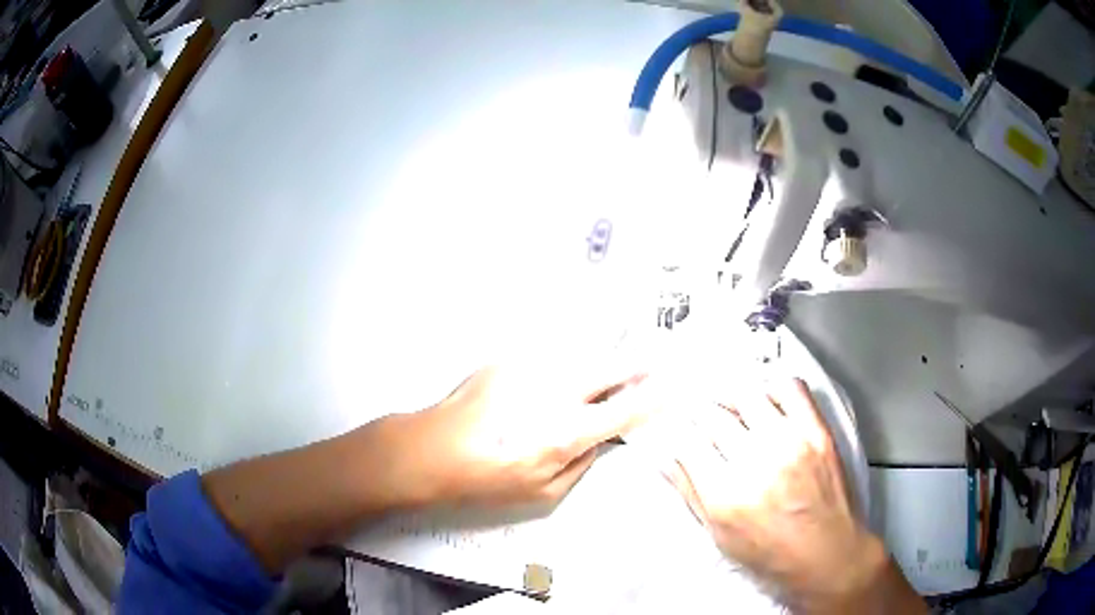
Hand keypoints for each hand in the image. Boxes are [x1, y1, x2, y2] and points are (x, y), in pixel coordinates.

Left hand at [385, 360, 647, 507]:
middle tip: (654, 358)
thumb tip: (599, 439)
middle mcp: (556, 392)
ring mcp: (531, 369)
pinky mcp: (509, 359)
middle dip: (637, 363)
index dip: (653, 398)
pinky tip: (556, 374)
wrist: (435, 449)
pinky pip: (549, 356)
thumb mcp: (544, 492)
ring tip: (612, 361)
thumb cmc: (489, 480)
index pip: (625, 409)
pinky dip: (562, 363)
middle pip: (611, 367)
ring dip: (600, 360)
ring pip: (581, 355)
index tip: (671, 387)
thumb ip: (582, 463)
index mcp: (568, 431)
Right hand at [663, 378, 923, 613]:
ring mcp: (790, 443)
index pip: (687, 441)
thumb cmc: (768, 554)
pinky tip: (766, 400)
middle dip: (699, 412)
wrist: (827, 554)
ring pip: (748, 394)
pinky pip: (791, 388)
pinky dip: (772, 386)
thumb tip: (664, 456)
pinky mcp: (817, 432)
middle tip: (699, 415)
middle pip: (713, 415)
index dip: (677, 431)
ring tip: (729, 403)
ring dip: (730, 395)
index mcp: (725, 496)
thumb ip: (690, 493)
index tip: (678, 430)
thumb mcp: (719, 536)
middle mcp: (755, 462)